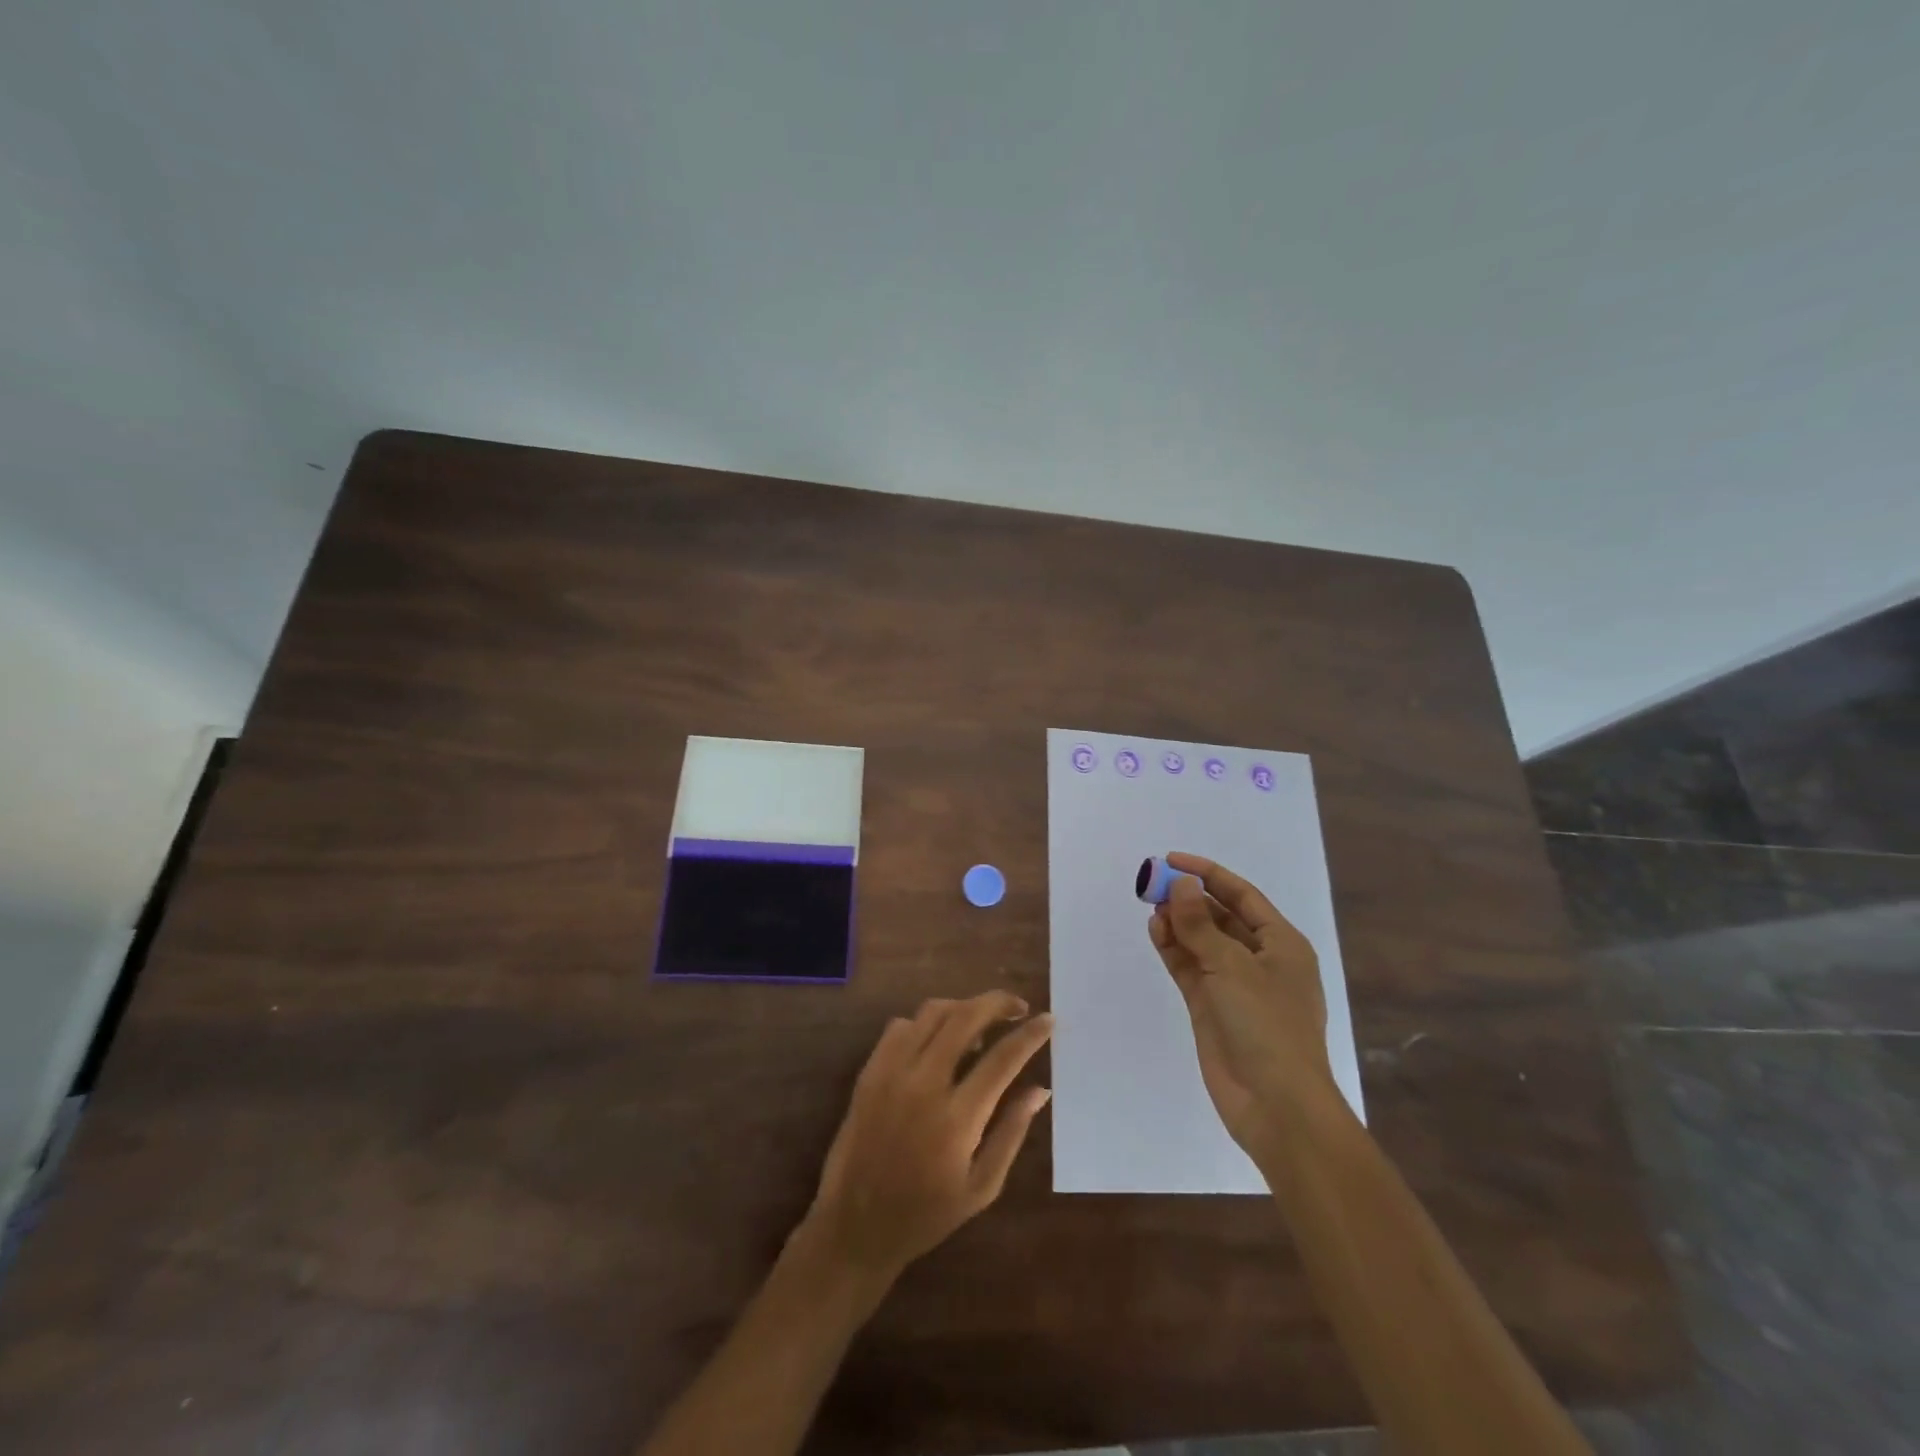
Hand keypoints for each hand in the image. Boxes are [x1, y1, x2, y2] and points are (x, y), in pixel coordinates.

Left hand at [799, 992, 1053, 1285]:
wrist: (855, 1224)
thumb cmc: (926, 1214)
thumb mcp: (982, 1187)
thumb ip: (1012, 1132)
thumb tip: (1040, 1089)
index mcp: (957, 1118)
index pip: (1002, 1059)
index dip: (1030, 1035)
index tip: (1049, 1020)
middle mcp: (923, 1084)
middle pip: (965, 1018)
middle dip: (997, 1003)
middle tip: (1018, 1007)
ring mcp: (891, 1072)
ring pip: (932, 1012)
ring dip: (963, 1008)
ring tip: (981, 1024)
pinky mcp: (869, 1070)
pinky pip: (901, 1026)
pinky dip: (926, 1023)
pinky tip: (938, 1042)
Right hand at [1147, 852, 1335, 1153]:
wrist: (1276, 1106)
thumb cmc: (1267, 1025)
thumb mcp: (1233, 966)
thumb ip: (1200, 924)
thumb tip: (1179, 883)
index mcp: (1282, 944)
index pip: (1242, 896)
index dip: (1209, 874)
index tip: (1172, 860)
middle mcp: (1259, 960)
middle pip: (1220, 917)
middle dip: (1189, 898)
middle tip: (1152, 884)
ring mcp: (1234, 985)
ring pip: (1201, 942)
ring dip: (1178, 923)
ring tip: (1150, 906)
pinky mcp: (1212, 1008)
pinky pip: (1190, 968)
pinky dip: (1173, 949)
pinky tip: (1155, 932)